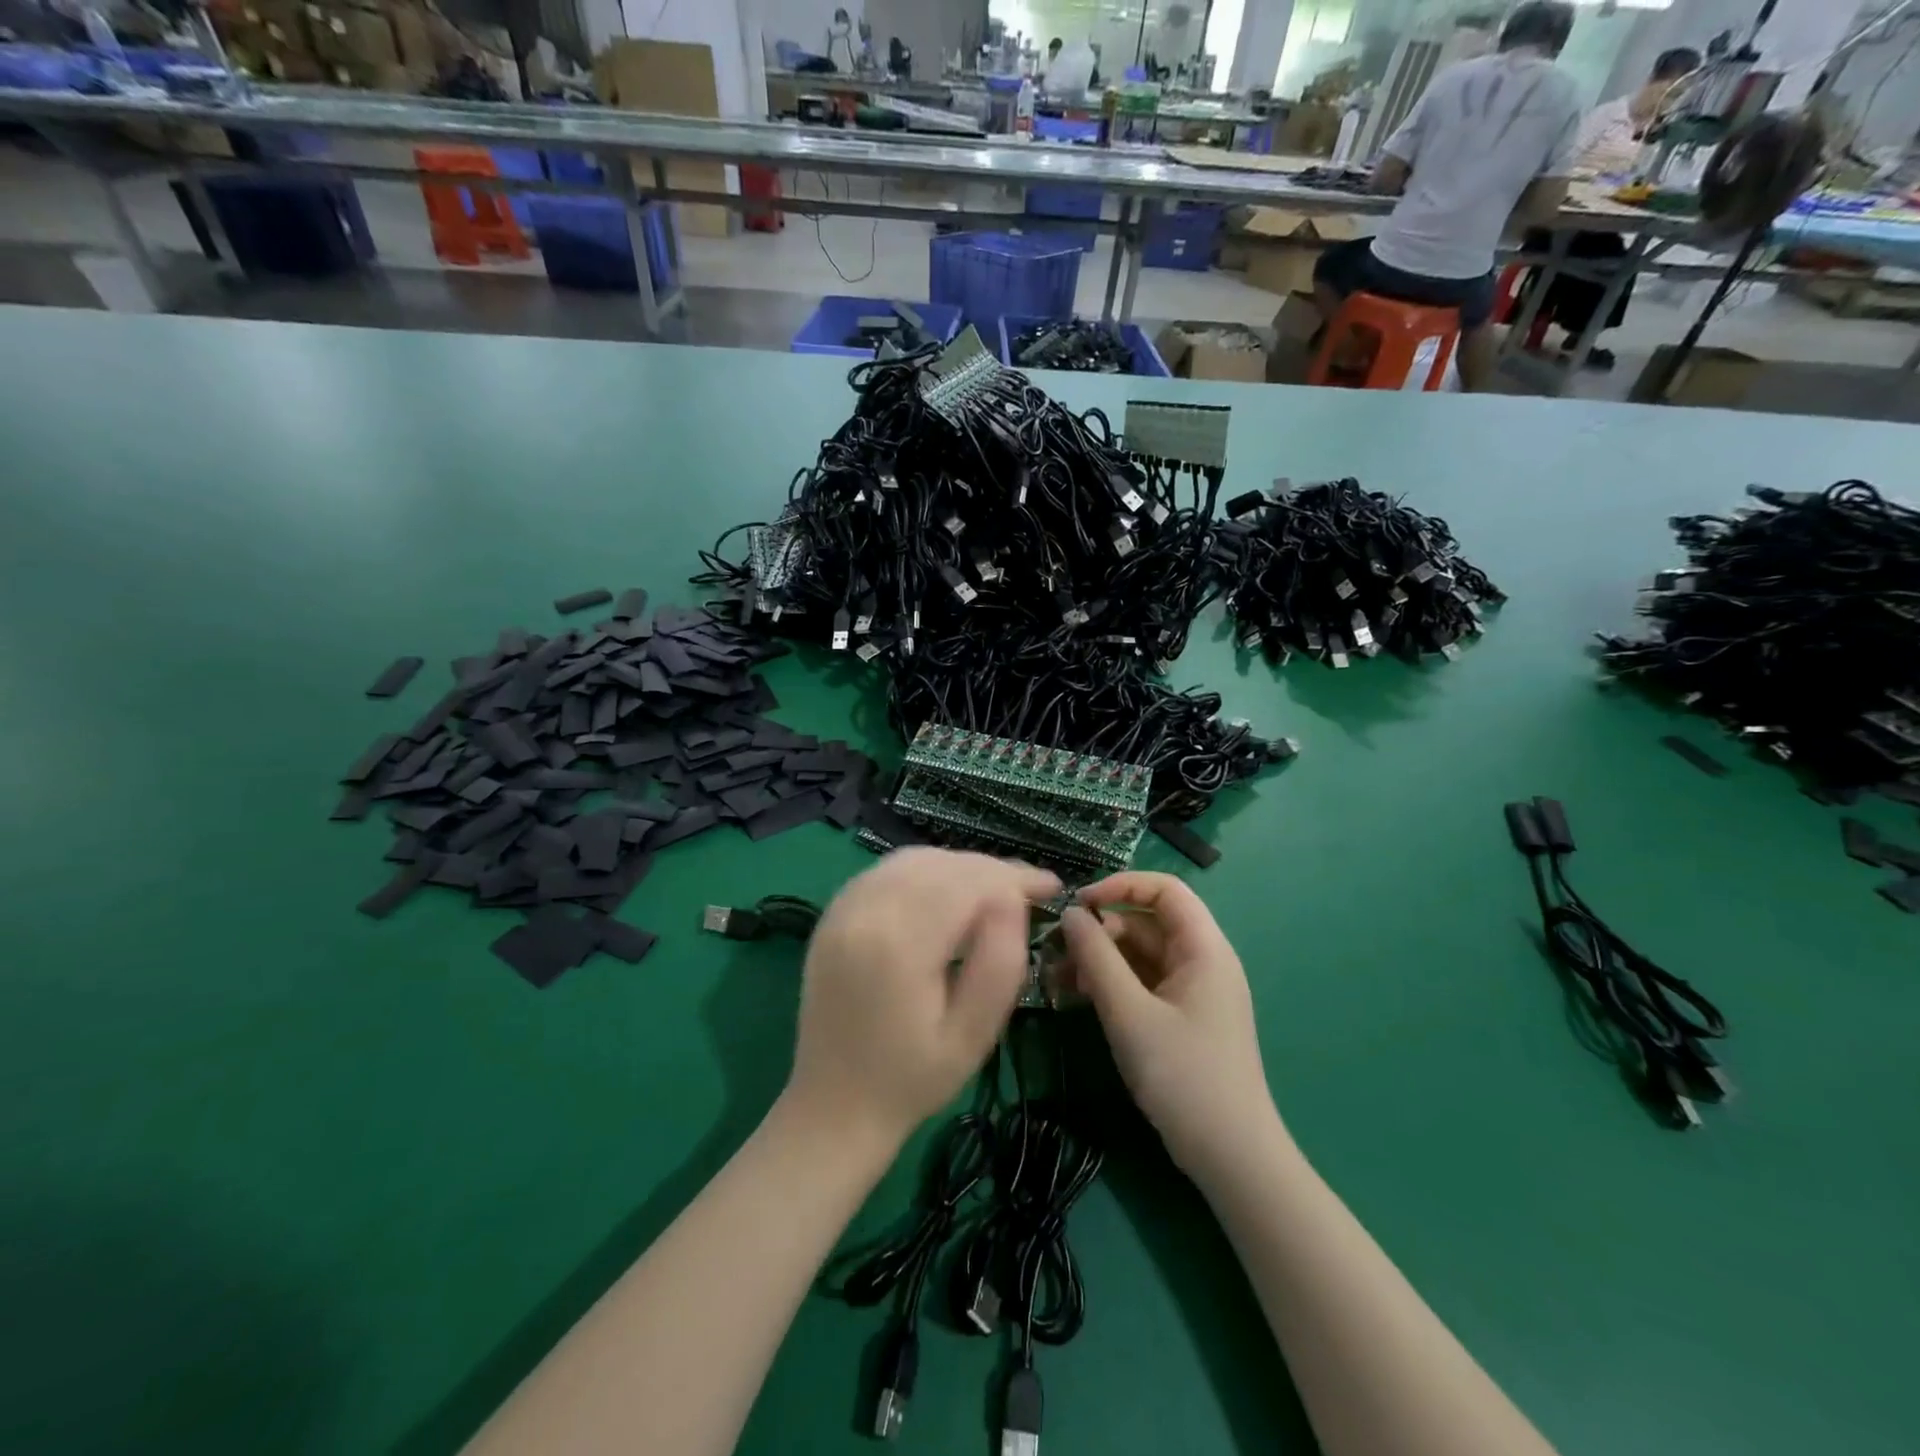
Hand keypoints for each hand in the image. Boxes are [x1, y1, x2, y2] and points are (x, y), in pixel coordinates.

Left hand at [784, 848, 1059, 1151]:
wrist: (833, 1107)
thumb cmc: (912, 1079)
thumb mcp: (973, 1034)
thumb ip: (1000, 962)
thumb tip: (1012, 900)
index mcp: (899, 943)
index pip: (968, 882)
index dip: (1014, 878)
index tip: (1051, 887)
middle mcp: (864, 911)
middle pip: (941, 864)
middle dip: (991, 870)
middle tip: (1030, 890)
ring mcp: (842, 909)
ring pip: (913, 859)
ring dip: (959, 866)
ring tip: (996, 891)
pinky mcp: (832, 914)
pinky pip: (886, 871)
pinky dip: (925, 871)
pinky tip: (948, 893)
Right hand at [1059, 873, 1277, 1179]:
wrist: (1231, 1157)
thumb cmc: (1183, 1076)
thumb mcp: (1129, 1013)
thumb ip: (1096, 958)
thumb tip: (1071, 914)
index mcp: (1203, 948)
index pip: (1164, 889)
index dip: (1120, 886)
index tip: (1078, 905)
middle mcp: (1200, 960)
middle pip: (1145, 922)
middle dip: (1099, 931)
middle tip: (1055, 953)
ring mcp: (1191, 990)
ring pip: (1138, 954)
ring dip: (1098, 960)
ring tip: (1056, 981)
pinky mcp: (1180, 1017)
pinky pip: (1140, 983)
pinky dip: (1110, 984)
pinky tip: (1076, 1000)